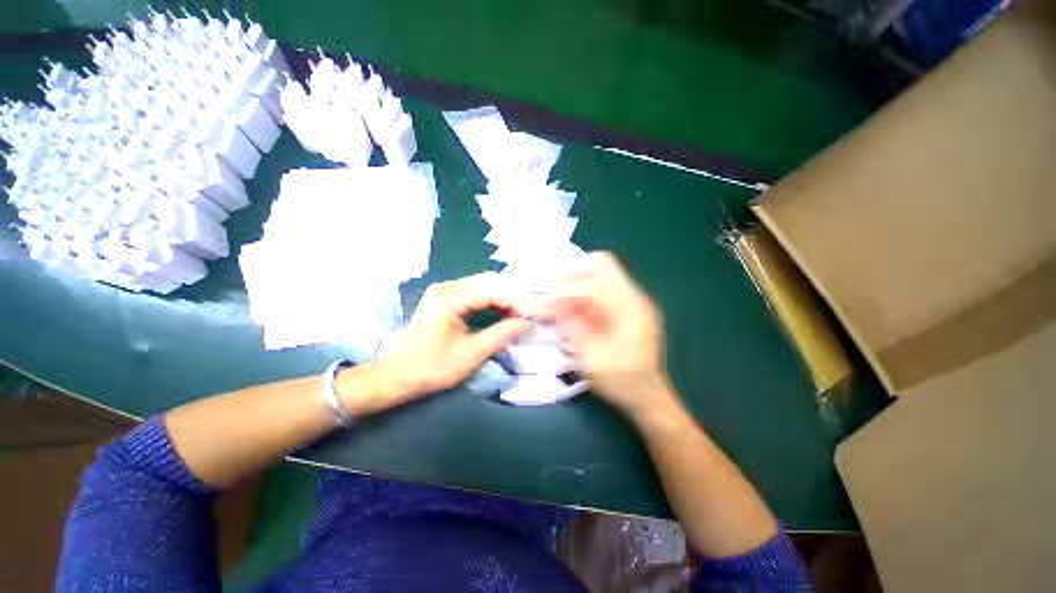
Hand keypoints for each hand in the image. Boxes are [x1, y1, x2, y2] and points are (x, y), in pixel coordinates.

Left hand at [350, 272, 530, 412]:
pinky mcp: (446, 298)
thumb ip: (502, 335)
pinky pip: (475, 293)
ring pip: (484, 285)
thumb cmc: (432, 367)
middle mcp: (447, 287)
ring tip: (517, 316)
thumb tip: (528, 323)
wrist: (397, 375)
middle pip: (489, 281)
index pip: (492, 289)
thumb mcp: (471, 354)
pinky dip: (492, 302)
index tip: (532, 315)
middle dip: (511, 297)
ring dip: (503, 298)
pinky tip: (501, 314)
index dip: (515, 300)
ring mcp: (445, 291)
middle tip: (526, 315)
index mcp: (450, 298)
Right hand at [543, 252, 678, 419]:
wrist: (649, 396)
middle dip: (573, 275)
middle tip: (554, 293)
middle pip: (602, 264)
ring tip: (559, 302)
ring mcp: (632, 301)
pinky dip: (583, 295)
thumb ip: (572, 328)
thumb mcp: (592, 359)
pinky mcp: (627, 308)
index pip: (594, 281)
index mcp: (628, 309)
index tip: (549, 301)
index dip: (567, 288)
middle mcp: (633, 298)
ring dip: (577, 284)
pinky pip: (602, 289)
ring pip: (601, 274)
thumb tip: (552, 305)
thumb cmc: (622, 381)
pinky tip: (573, 311)